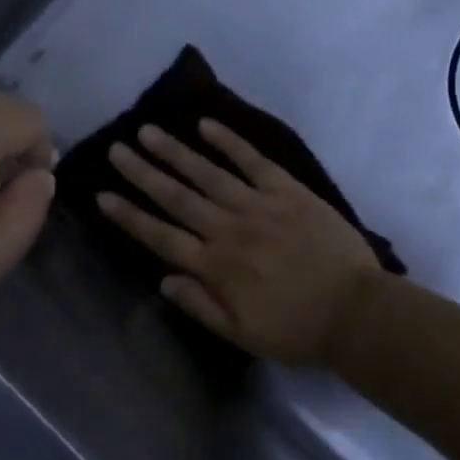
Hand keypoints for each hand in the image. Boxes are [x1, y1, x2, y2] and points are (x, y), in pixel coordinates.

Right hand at [97, 121, 380, 365]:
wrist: (356, 312)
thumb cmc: (297, 329)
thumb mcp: (242, 334)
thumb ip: (200, 305)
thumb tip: (163, 278)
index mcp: (216, 266)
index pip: (161, 236)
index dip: (130, 215)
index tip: (102, 195)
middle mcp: (229, 229)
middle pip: (177, 196)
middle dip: (143, 172)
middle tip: (117, 149)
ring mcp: (258, 205)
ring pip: (207, 173)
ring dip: (175, 151)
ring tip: (148, 131)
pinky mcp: (287, 190)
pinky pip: (253, 160)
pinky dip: (229, 141)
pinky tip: (206, 125)